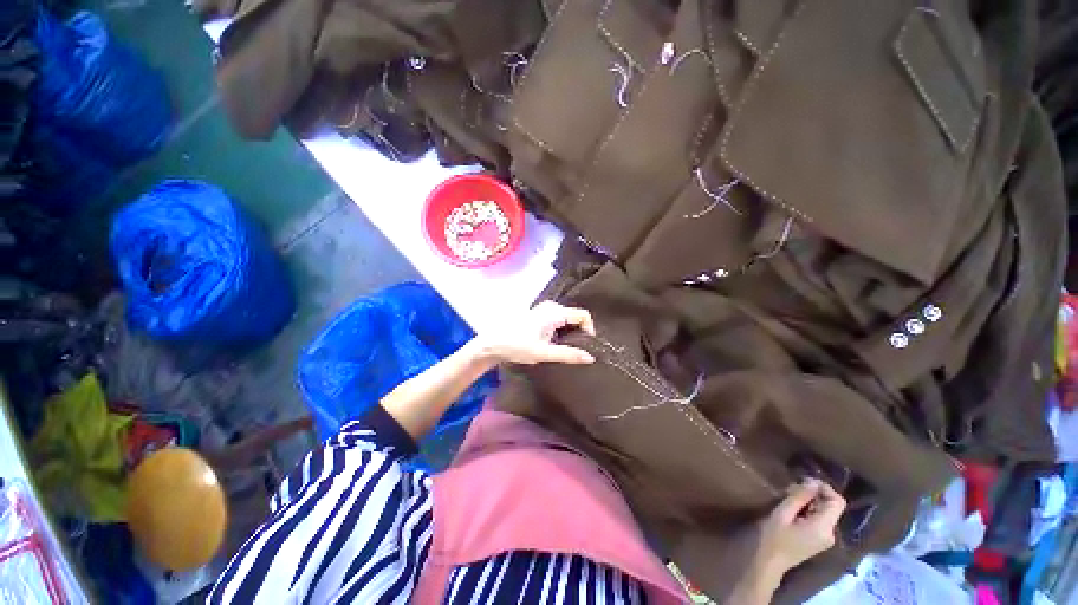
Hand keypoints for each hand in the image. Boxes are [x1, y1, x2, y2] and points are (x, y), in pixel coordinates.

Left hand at [475, 301, 596, 365]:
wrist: (492, 343)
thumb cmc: (517, 346)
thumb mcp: (544, 353)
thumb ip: (568, 355)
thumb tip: (590, 358)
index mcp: (555, 312)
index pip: (583, 315)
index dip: (590, 329)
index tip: (587, 346)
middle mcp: (551, 307)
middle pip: (575, 316)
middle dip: (580, 332)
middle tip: (578, 350)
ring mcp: (544, 309)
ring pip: (567, 319)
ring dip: (570, 333)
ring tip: (568, 349)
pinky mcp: (539, 315)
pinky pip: (558, 320)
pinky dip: (562, 331)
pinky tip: (556, 344)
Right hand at [753, 479, 845, 580]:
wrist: (771, 562)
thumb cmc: (775, 537)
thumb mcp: (783, 513)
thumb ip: (800, 498)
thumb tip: (813, 482)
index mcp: (824, 527)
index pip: (837, 502)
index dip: (825, 488)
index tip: (805, 480)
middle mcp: (831, 533)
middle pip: (832, 506)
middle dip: (815, 494)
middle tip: (792, 487)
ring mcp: (826, 538)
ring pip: (825, 512)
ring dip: (811, 501)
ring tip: (790, 496)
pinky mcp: (820, 540)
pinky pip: (821, 519)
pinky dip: (810, 510)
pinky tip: (794, 509)